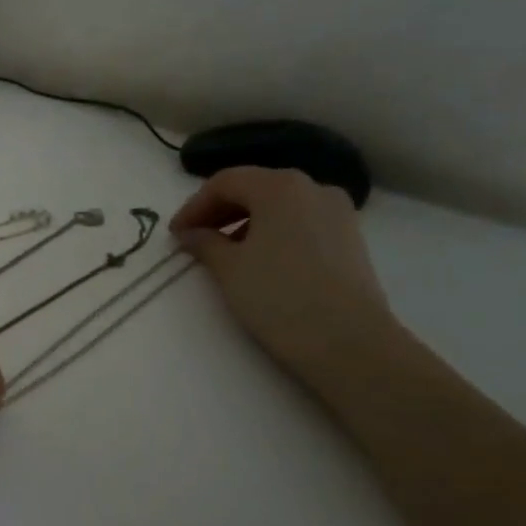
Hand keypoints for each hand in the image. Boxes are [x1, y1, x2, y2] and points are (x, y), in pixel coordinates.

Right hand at [170, 166, 395, 379]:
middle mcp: (313, 188)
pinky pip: (301, 222)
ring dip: (245, 222)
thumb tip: (191, 234)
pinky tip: (260, 261)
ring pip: (279, 206)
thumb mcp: (229, 268)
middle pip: (255, 188)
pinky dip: (273, 232)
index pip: (225, 182)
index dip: (193, 206)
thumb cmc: (279, 297)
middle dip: (219, 211)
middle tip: (193, 240)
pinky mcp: (350, 238)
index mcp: (280, 186)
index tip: (175, 234)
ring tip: (224, 253)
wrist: (348, 342)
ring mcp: (338, 212)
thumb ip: (204, 243)